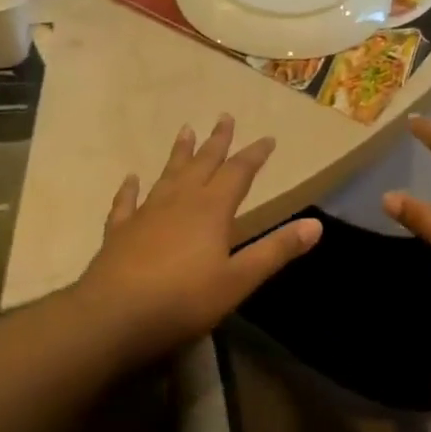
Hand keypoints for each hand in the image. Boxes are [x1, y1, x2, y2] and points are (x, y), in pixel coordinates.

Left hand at [77, 116, 321, 363]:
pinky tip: (131, 178)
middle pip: (203, 163)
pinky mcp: (120, 231)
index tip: (268, 138)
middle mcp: (179, 201)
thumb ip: (276, 251)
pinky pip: (127, 202)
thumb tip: (316, 224)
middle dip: (217, 141)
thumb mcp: (239, 280)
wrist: (114, 315)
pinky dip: (130, 188)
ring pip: (167, 174)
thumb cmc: (184, 300)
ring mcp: (146, 213)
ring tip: (186, 129)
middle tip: (224, 116)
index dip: (255, 155)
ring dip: (179, 153)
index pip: (239, 173)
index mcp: (212, 210)